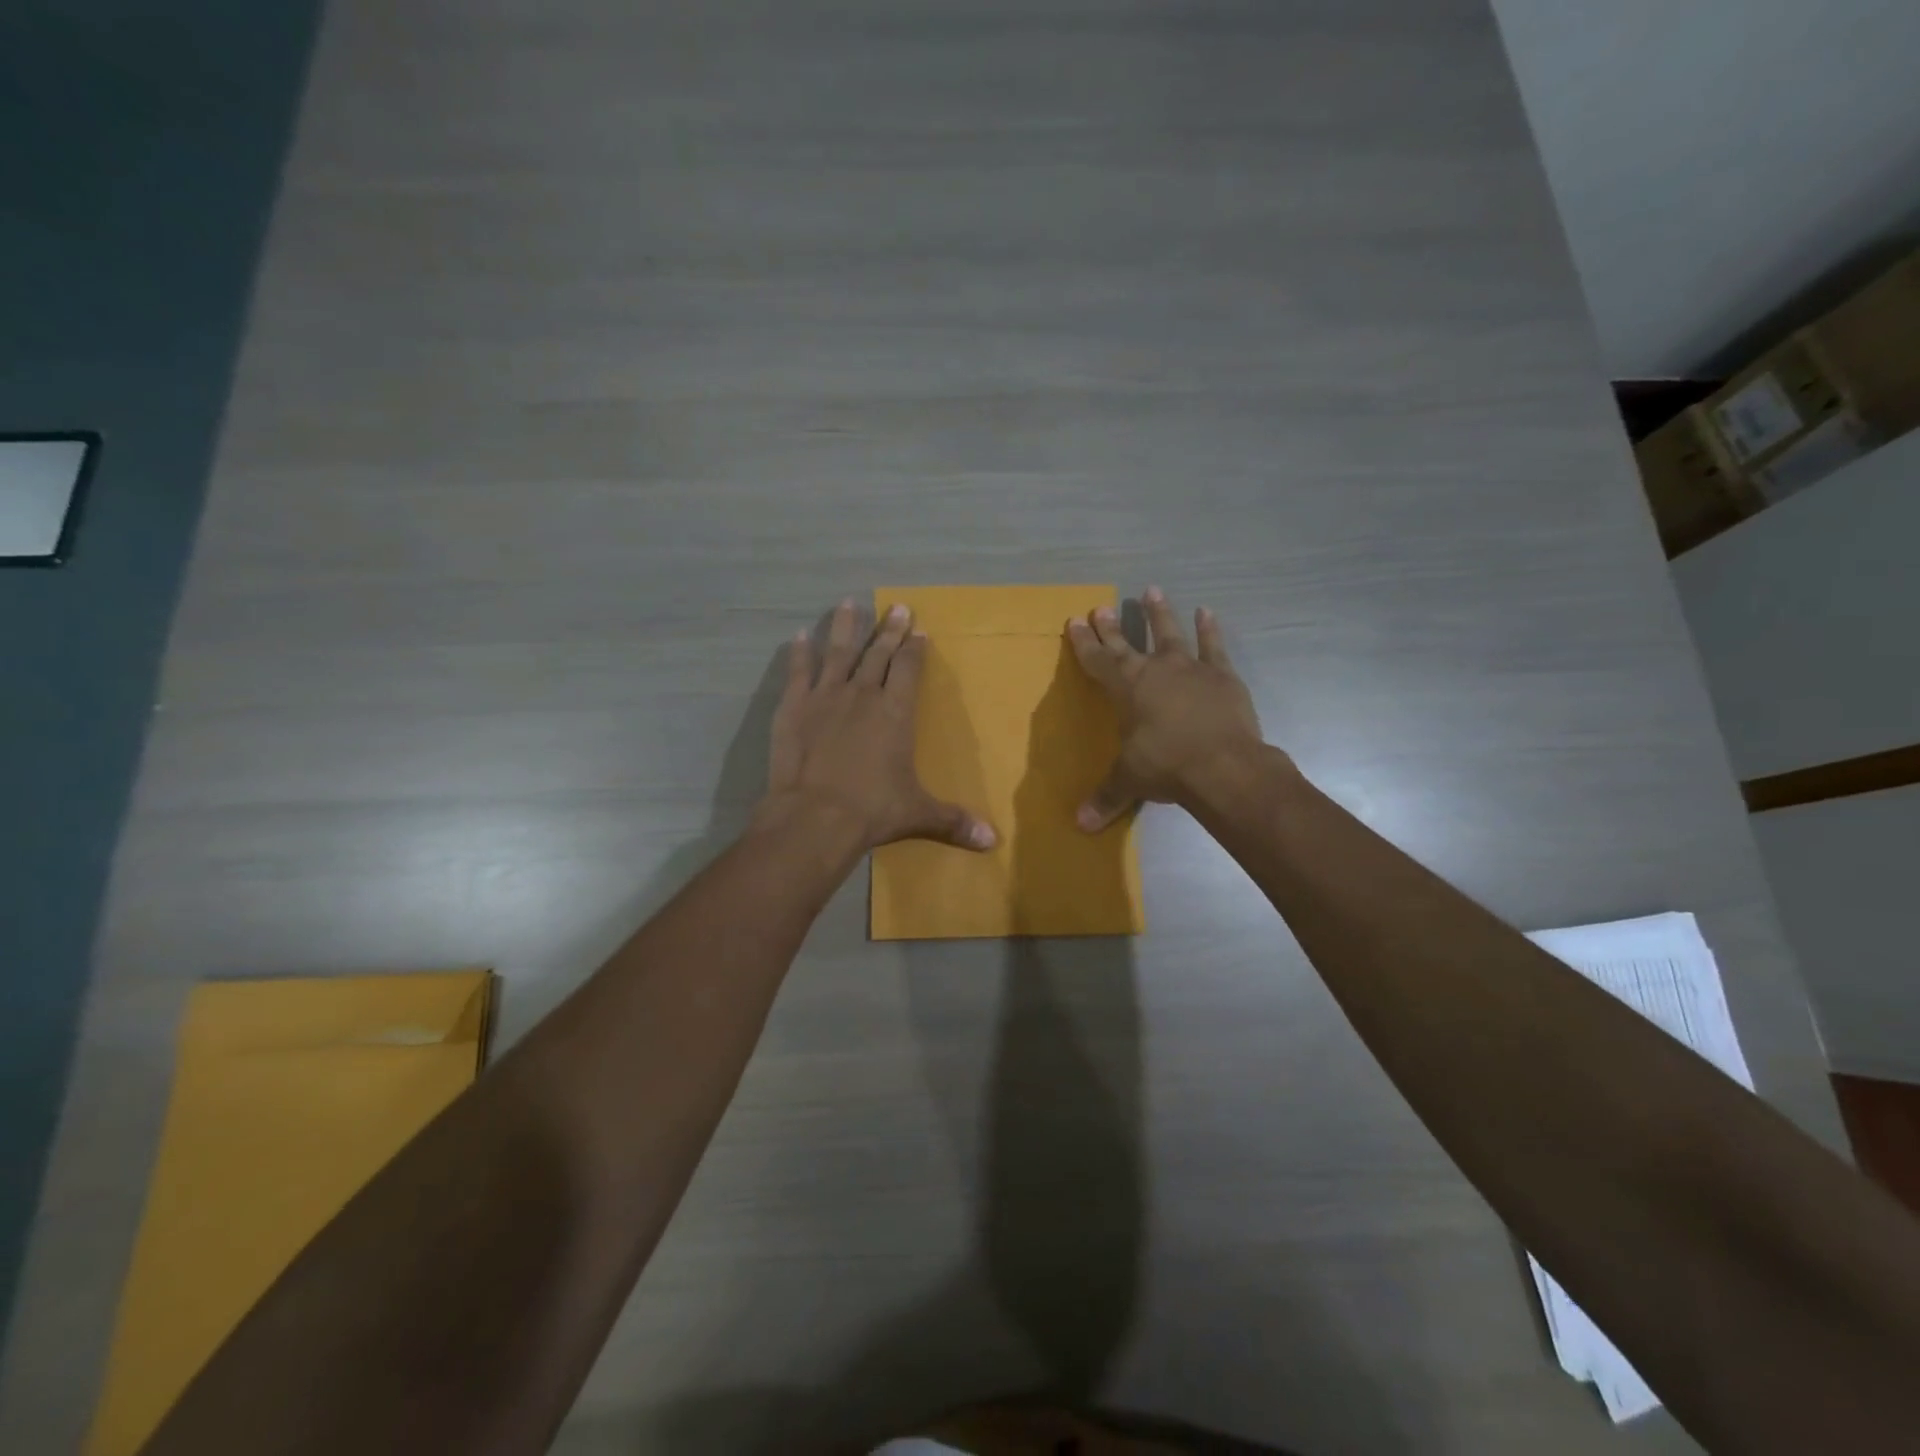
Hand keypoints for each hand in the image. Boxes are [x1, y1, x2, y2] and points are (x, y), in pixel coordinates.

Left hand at [763, 599, 997, 852]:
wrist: (814, 816)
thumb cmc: (872, 810)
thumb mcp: (918, 814)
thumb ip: (953, 821)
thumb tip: (993, 841)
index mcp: (895, 712)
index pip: (908, 668)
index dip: (915, 649)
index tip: (919, 631)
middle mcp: (863, 694)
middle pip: (877, 653)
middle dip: (889, 629)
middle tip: (897, 607)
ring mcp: (825, 697)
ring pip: (837, 652)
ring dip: (844, 627)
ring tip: (848, 603)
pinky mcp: (793, 707)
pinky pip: (797, 672)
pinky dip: (798, 653)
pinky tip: (798, 636)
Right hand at [1066, 587, 1266, 829]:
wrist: (1223, 766)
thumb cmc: (1166, 767)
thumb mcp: (1129, 781)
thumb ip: (1106, 797)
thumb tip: (1079, 825)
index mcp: (1125, 689)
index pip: (1097, 660)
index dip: (1084, 642)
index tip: (1074, 621)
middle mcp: (1154, 670)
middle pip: (1127, 642)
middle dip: (1112, 626)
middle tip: (1101, 607)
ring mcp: (1190, 668)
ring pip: (1170, 632)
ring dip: (1160, 612)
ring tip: (1152, 589)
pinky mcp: (1222, 675)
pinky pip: (1214, 646)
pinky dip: (1210, 629)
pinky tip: (1207, 611)